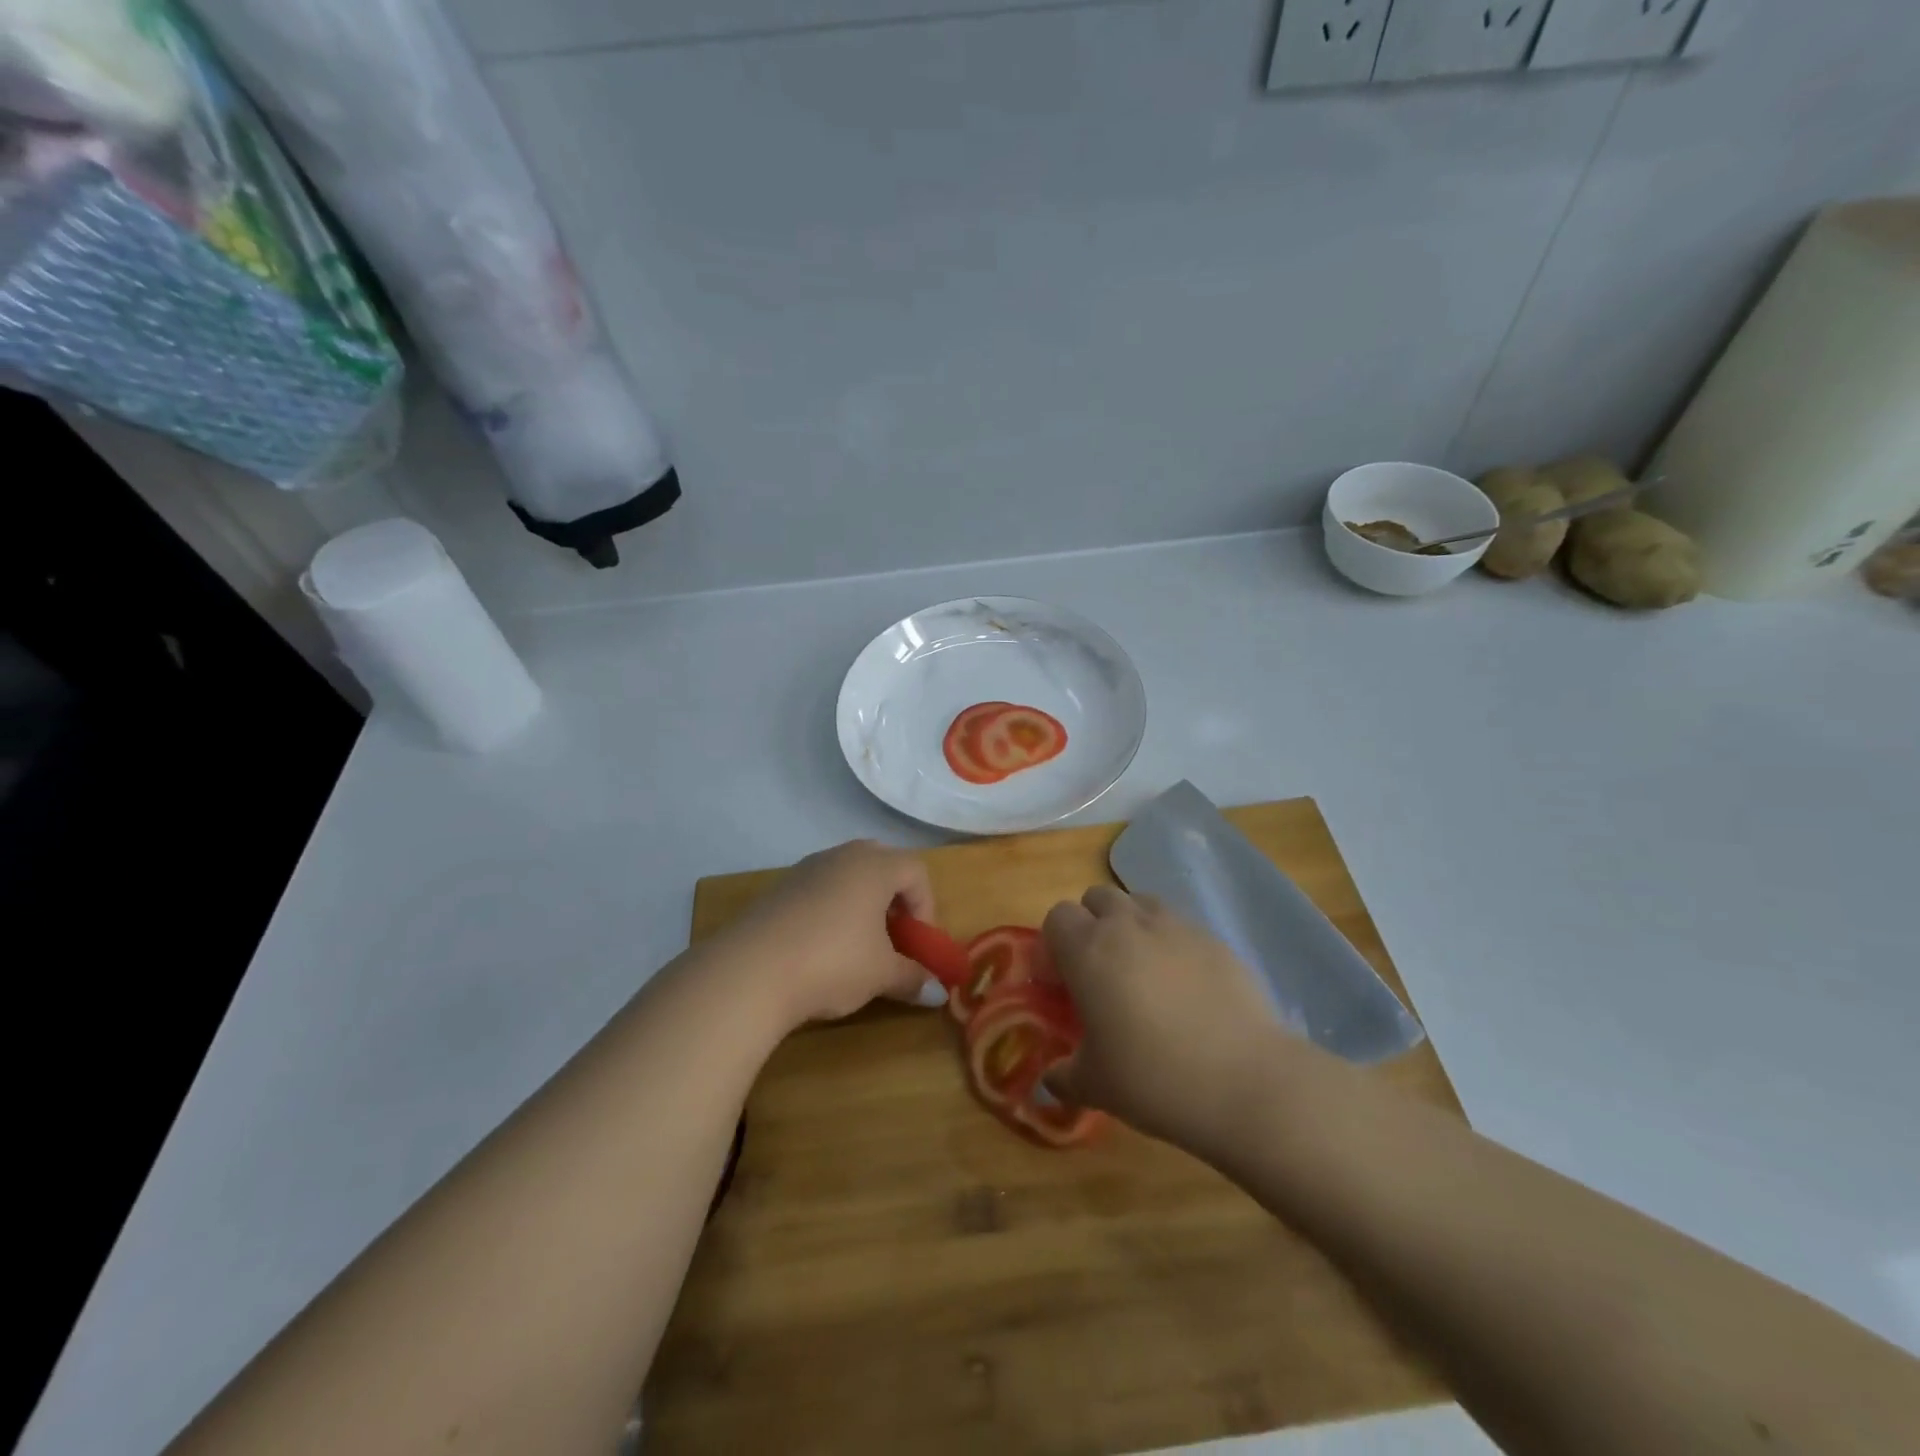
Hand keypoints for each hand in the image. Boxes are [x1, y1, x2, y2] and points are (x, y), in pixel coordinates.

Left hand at [723, 840, 945, 1029]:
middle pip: (882, 865)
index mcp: (874, 866)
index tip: (919, 944)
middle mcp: (842, 856)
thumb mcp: (881, 974)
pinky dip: (831, 912)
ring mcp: (806, 869)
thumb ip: (913, 978)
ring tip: (858, 947)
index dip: (926, 907)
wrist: (750, 971)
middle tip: (893, 938)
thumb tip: (936, 993)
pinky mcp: (778, 888)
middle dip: (894, 900)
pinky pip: (818, 890)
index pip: (916, 871)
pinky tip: (821, 950)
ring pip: (847, 877)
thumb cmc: (832, 962)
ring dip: (862, 906)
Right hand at [1042, 886, 1293, 1152]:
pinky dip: (1172, 945)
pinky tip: (1186, 988)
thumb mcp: (1095, 1086)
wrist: (1246, 1081)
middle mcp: (1129, 925)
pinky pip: (1181, 927)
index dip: (1054, 946)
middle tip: (1099, 973)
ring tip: (1142, 973)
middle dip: (1092, 925)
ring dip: (1131, 926)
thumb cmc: (1154, 1079)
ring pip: (1140, 904)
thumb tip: (1050, 1081)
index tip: (1061, 983)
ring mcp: (1176, 927)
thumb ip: (1064, 1075)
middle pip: (1097, 899)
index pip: (1057, 917)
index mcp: (1089, 950)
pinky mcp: (1216, 940)